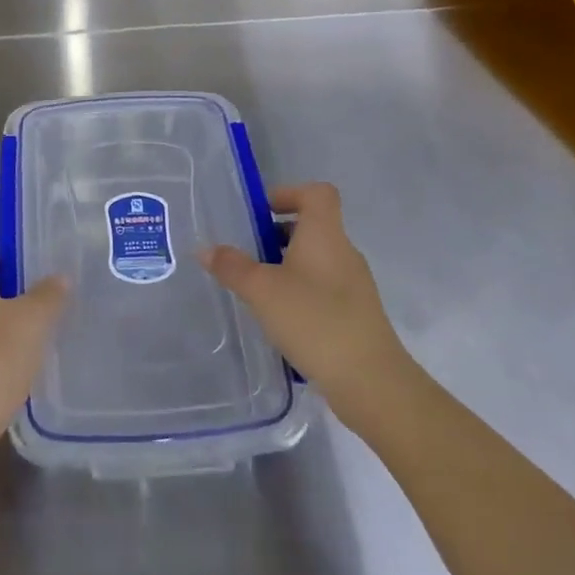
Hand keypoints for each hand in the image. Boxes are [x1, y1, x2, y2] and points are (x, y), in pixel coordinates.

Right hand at [202, 183, 408, 409]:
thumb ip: (232, 266)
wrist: (370, 381)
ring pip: (316, 260)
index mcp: (325, 235)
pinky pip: (324, 288)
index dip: (289, 193)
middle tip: (248, 253)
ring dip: (287, 265)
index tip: (261, 213)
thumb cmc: (314, 320)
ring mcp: (354, 285)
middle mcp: (344, 252)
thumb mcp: (262, 290)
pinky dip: (301, 292)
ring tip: (258, 289)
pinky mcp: (356, 315)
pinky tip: (280, 318)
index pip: (317, 193)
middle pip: (313, 226)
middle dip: (278, 234)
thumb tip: (204, 249)